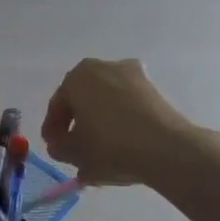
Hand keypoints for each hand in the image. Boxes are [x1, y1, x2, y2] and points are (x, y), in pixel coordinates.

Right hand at [41, 58, 194, 186]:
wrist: (166, 149)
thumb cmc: (110, 146)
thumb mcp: (73, 153)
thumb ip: (59, 147)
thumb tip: (60, 144)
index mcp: (77, 77)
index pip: (57, 105)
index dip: (53, 130)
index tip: (54, 147)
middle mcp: (104, 67)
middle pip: (83, 99)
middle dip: (77, 123)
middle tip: (74, 147)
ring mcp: (133, 75)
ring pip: (107, 102)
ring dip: (100, 122)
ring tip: (99, 150)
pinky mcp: (154, 89)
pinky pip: (128, 106)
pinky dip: (121, 122)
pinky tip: (121, 145)